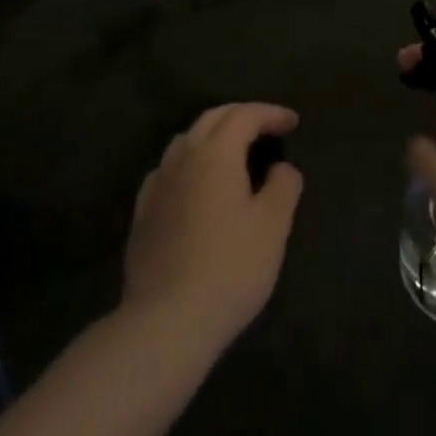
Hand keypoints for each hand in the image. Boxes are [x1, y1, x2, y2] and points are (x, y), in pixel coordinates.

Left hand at [122, 103, 303, 354]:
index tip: (293, 122)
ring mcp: (157, 184)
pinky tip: (195, 183)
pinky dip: (189, 162)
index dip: (271, 114)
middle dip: (242, 115)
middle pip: (213, 119)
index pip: (245, 115)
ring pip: (187, 140)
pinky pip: (168, 169)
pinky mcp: (142, 213)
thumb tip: (281, 167)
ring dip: (213, 135)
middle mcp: (183, 157)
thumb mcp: (273, 226)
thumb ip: (283, 186)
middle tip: (267, 127)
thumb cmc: (230, 268)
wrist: (165, 322)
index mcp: (216, 152)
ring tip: (234, 151)